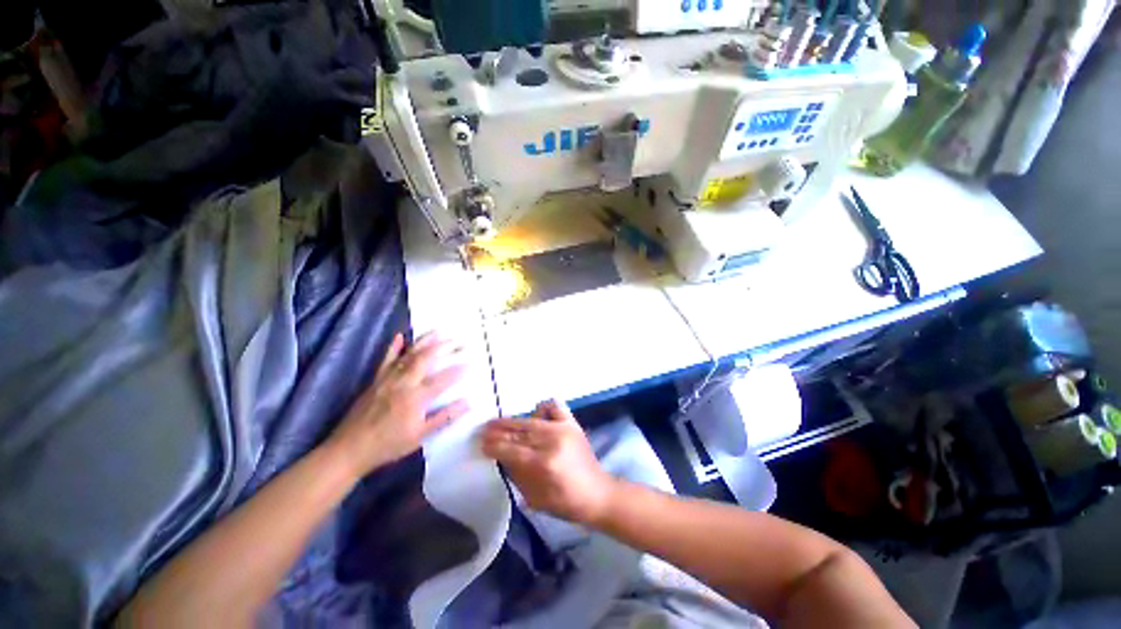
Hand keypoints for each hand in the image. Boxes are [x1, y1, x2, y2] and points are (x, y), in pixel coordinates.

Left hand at [327, 333, 468, 477]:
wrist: (349, 449)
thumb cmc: (388, 445)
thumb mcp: (420, 436)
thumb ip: (444, 418)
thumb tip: (467, 403)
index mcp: (415, 398)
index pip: (442, 379)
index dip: (458, 370)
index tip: (471, 363)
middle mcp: (403, 383)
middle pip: (426, 359)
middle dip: (444, 347)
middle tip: (458, 340)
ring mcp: (388, 379)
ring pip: (409, 355)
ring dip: (425, 341)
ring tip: (439, 331)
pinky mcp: (376, 380)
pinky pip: (386, 360)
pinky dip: (394, 347)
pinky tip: (400, 336)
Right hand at [481, 400, 616, 525]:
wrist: (596, 493)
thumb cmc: (564, 502)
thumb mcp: (534, 497)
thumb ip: (516, 474)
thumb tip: (500, 455)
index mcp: (542, 464)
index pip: (510, 449)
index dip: (493, 445)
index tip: (480, 443)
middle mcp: (551, 441)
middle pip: (518, 432)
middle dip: (498, 430)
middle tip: (484, 429)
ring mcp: (563, 429)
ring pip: (530, 420)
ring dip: (512, 421)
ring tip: (499, 423)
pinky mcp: (572, 423)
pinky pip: (553, 406)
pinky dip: (542, 408)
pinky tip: (535, 415)